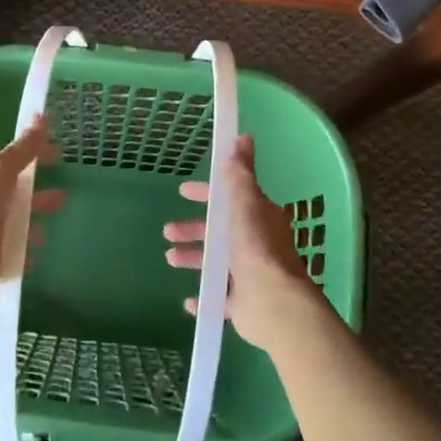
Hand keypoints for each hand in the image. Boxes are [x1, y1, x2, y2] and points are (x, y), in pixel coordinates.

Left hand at [0, 118, 65, 313]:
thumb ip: (21, 150)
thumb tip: (41, 116)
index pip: (16, 165)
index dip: (36, 159)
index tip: (58, 156)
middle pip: (20, 199)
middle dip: (40, 196)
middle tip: (65, 195)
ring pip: (19, 228)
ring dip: (35, 226)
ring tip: (50, 229)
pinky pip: (17, 257)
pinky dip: (27, 255)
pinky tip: (37, 256)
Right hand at [163, 136, 334, 354]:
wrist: (272, 301)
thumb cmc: (255, 247)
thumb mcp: (245, 202)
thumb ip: (241, 173)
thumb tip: (244, 136)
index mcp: (258, 218)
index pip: (229, 199)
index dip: (206, 194)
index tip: (183, 192)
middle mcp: (256, 244)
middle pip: (219, 232)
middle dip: (193, 229)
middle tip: (168, 231)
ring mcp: (250, 275)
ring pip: (216, 263)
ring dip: (193, 258)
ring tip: (170, 258)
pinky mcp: (244, 303)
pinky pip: (220, 298)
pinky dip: (204, 297)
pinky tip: (189, 301)